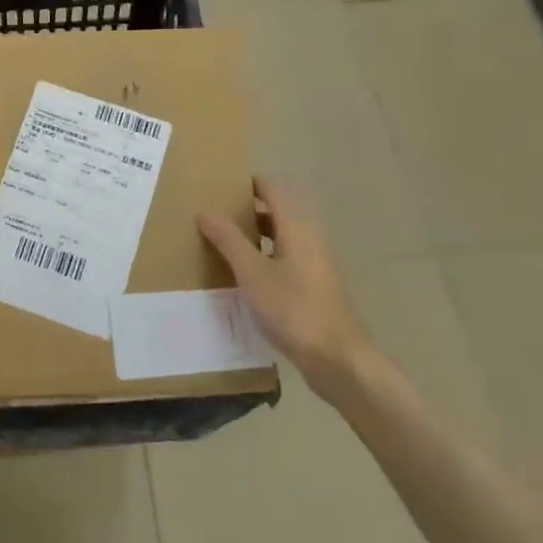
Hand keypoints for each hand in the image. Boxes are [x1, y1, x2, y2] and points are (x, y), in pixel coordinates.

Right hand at [197, 177, 373, 383]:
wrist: (337, 359)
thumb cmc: (293, 308)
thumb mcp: (252, 273)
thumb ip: (228, 240)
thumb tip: (205, 211)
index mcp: (297, 228)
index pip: (273, 191)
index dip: (249, 183)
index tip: (222, 184)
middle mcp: (310, 240)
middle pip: (278, 213)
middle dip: (248, 210)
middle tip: (215, 214)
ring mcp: (315, 265)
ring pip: (282, 239)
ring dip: (255, 236)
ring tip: (223, 243)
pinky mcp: (315, 288)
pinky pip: (286, 260)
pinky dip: (265, 258)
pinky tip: (245, 276)